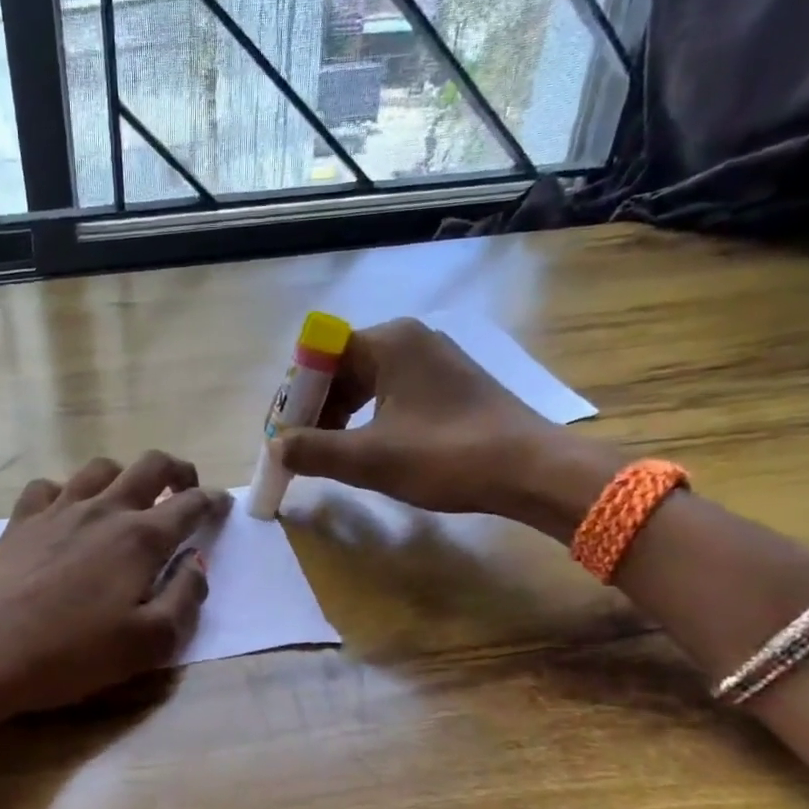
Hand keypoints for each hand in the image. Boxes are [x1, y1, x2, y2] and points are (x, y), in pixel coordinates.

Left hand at [0, 451, 229, 720]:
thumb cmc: (70, 653)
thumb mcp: (147, 644)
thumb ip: (184, 600)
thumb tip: (197, 564)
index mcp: (140, 538)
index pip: (189, 506)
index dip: (212, 502)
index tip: (222, 505)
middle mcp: (103, 510)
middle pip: (149, 465)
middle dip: (177, 470)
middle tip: (185, 488)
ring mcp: (58, 510)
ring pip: (100, 467)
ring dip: (124, 475)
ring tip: (128, 497)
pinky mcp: (21, 520)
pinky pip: (49, 486)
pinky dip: (67, 490)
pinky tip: (66, 511)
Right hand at [275, 318, 618, 538]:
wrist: (532, 470)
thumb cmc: (446, 456)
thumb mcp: (369, 459)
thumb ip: (313, 450)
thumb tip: (276, 446)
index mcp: (388, 342)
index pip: (318, 357)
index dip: (294, 397)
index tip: (283, 436)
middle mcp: (410, 338)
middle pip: (341, 368)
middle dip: (316, 409)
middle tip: (302, 450)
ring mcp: (434, 358)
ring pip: (367, 382)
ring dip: (341, 416)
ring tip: (332, 454)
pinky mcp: (451, 382)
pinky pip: (393, 392)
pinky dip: (371, 417)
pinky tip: (370, 448)